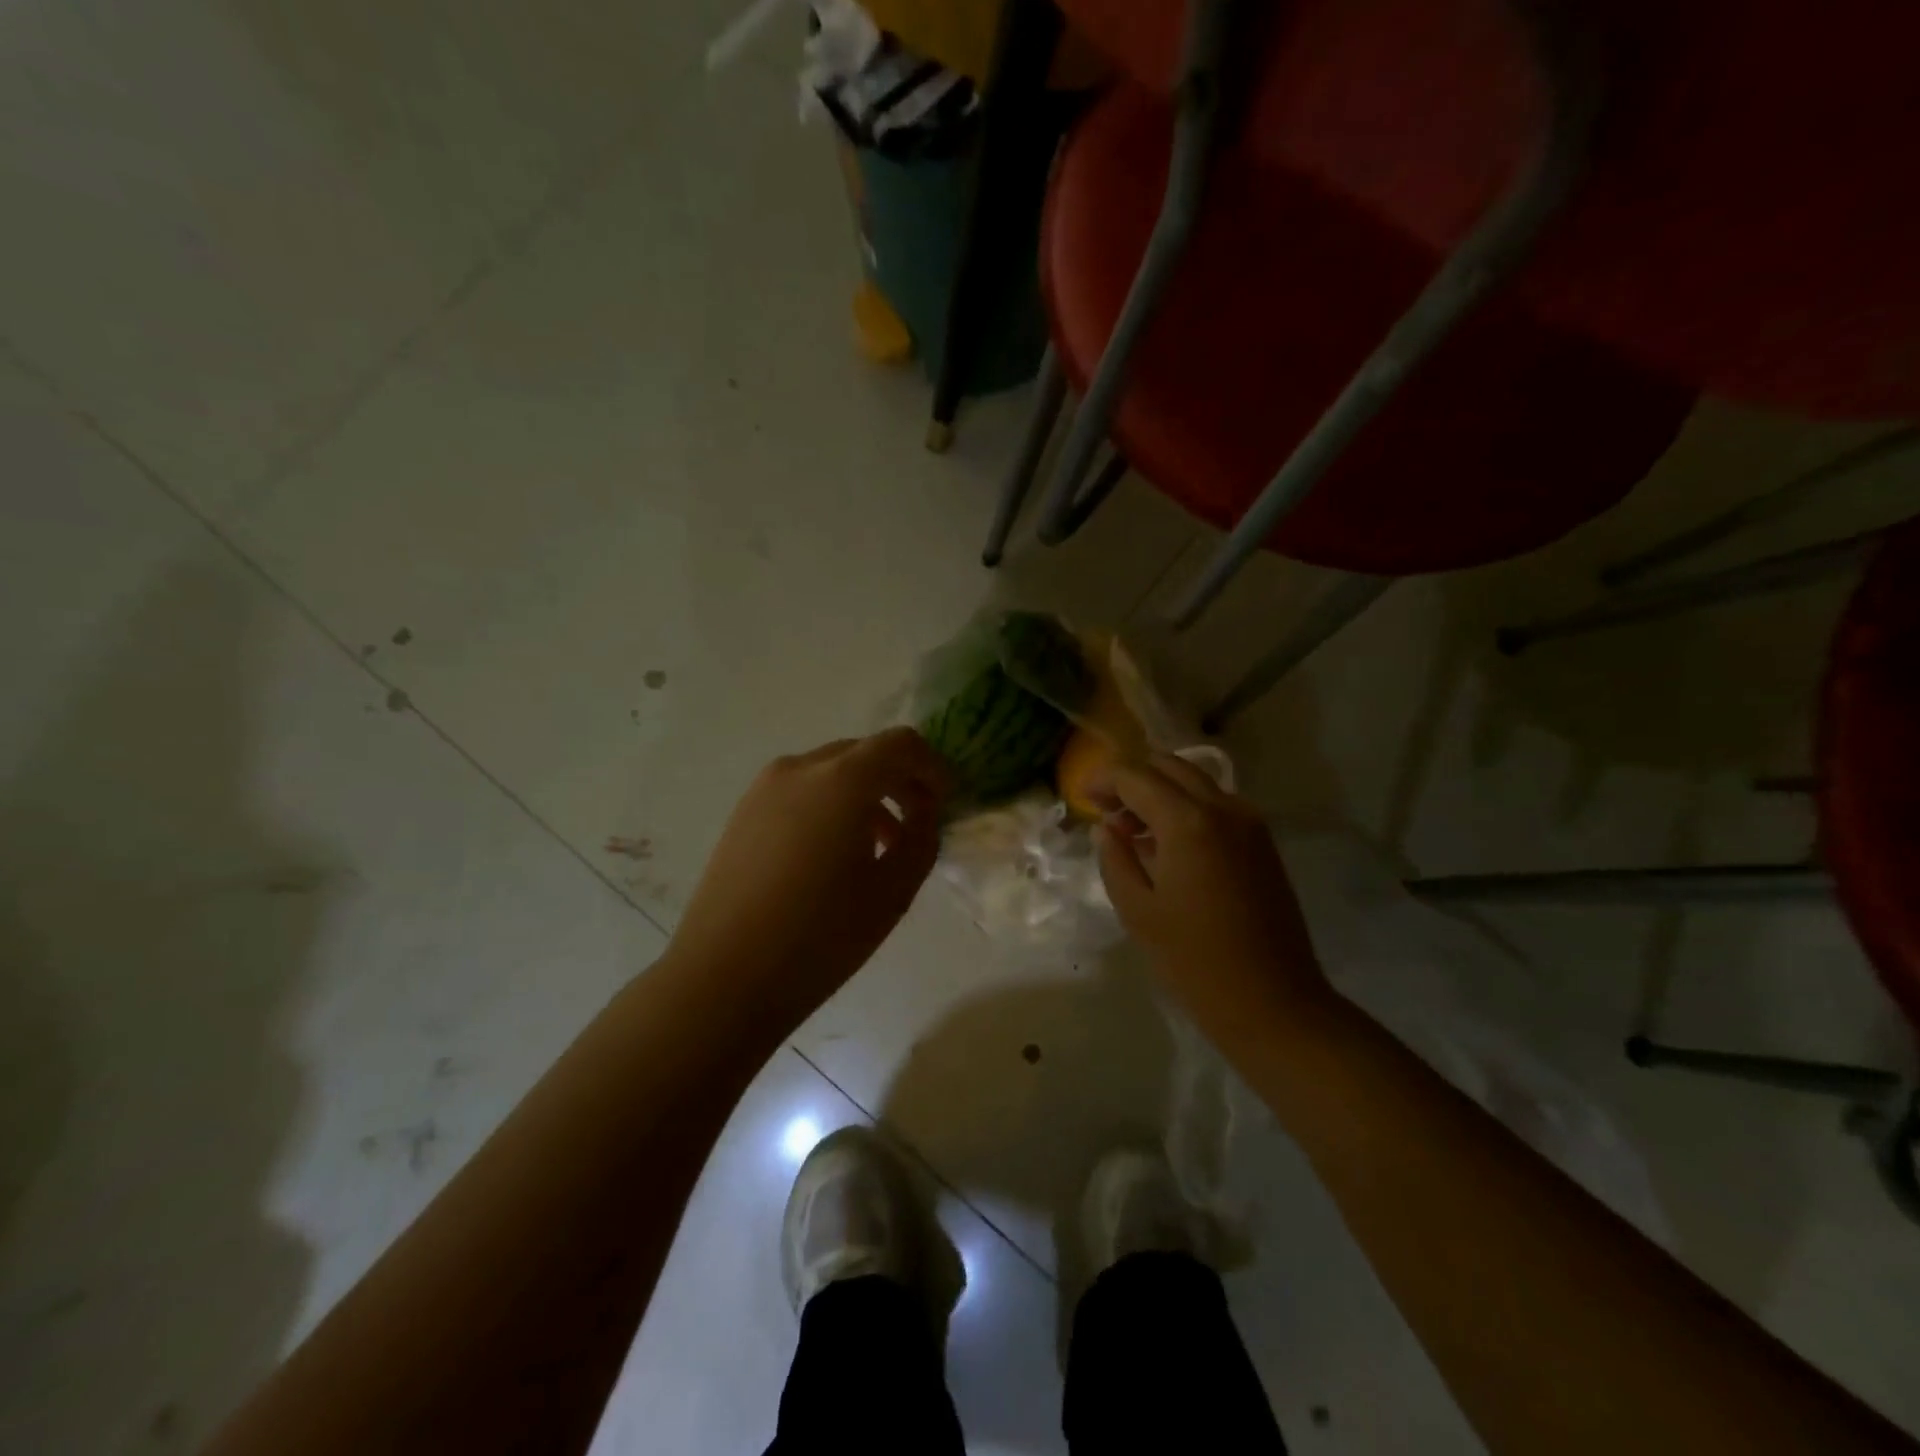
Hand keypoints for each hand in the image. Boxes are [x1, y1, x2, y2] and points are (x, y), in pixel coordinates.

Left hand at [665, 729, 949, 1024]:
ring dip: (865, 793)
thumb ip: (922, 838)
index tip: (945, 802)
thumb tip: (922, 813)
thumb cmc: (821, 936)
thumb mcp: (894, 890)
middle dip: (899, 779)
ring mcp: (765, 787)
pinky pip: (802, 790)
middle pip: (865, 752)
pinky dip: (831, 804)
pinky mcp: (744, 811)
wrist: (724, 977)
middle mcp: (801, 768)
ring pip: (832, 771)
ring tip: (879, 845)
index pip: (901, 744)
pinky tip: (834, 854)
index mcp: (842, 779)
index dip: (932, 767)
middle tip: (917, 823)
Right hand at [1091, 755, 1327, 1037]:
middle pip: (1169, 765)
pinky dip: (1186, 807)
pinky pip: (1216, 804)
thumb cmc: (1194, 961)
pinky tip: (1167, 844)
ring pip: (1196, 781)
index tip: (1082, 797)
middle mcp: (1223, 808)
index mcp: (1187, 822)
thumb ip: (1115, 858)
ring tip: (1133, 828)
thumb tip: (1107, 827)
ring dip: (1160, 790)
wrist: (1273, 1002)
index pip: (1136, 776)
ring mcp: (1249, 823)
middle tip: (1106, 808)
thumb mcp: (1138, 911)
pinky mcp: (1262, 843)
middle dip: (1133, 777)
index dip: (1103, 780)